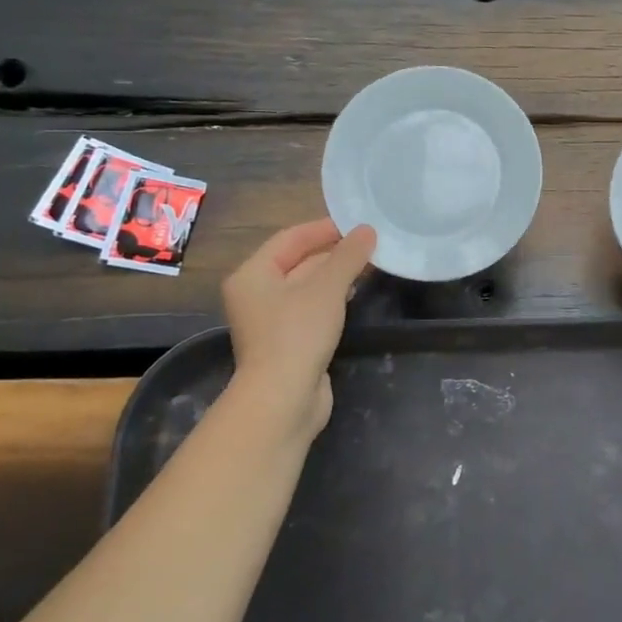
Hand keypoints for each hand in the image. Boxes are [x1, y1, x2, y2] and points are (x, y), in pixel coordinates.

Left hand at [222, 218, 376, 443]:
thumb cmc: (298, 333)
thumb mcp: (327, 287)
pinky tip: (353, 295)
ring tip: (367, 265)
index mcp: (253, 274)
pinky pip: (310, 309)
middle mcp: (256, 294)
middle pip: (297, 262)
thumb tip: (368, 231)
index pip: (290, 238)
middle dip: (332, 252)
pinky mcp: (287, 342)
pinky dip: (331, 298)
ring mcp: (270, 321)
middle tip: (369, 244)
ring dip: (334, 275)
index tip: (357, 223)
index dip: (324, 228)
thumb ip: (348, 256)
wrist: (283, 398)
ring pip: (305, 287)